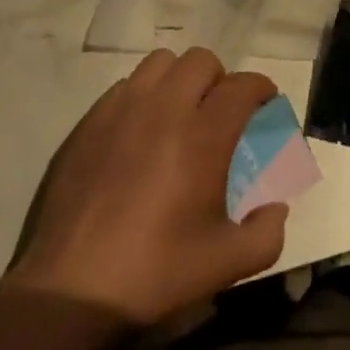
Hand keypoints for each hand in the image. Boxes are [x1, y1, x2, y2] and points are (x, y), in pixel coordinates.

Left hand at [7, 48, 288, 325]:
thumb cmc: (155, 273)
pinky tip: (141, 131)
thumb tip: (276, 206)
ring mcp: (122, 109)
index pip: (243, 86)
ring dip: (180, 79)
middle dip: (221, 80)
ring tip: (180, 113)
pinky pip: (126, 84)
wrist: (72, 288)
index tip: (266, 106)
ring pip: (161, 63)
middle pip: (202, 61)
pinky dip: (144, 95)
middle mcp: (164, 108)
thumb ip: (267, 232)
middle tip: (221, 114)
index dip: (262, 90)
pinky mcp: (90, 120)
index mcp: (203, 136)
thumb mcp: (226, 264)